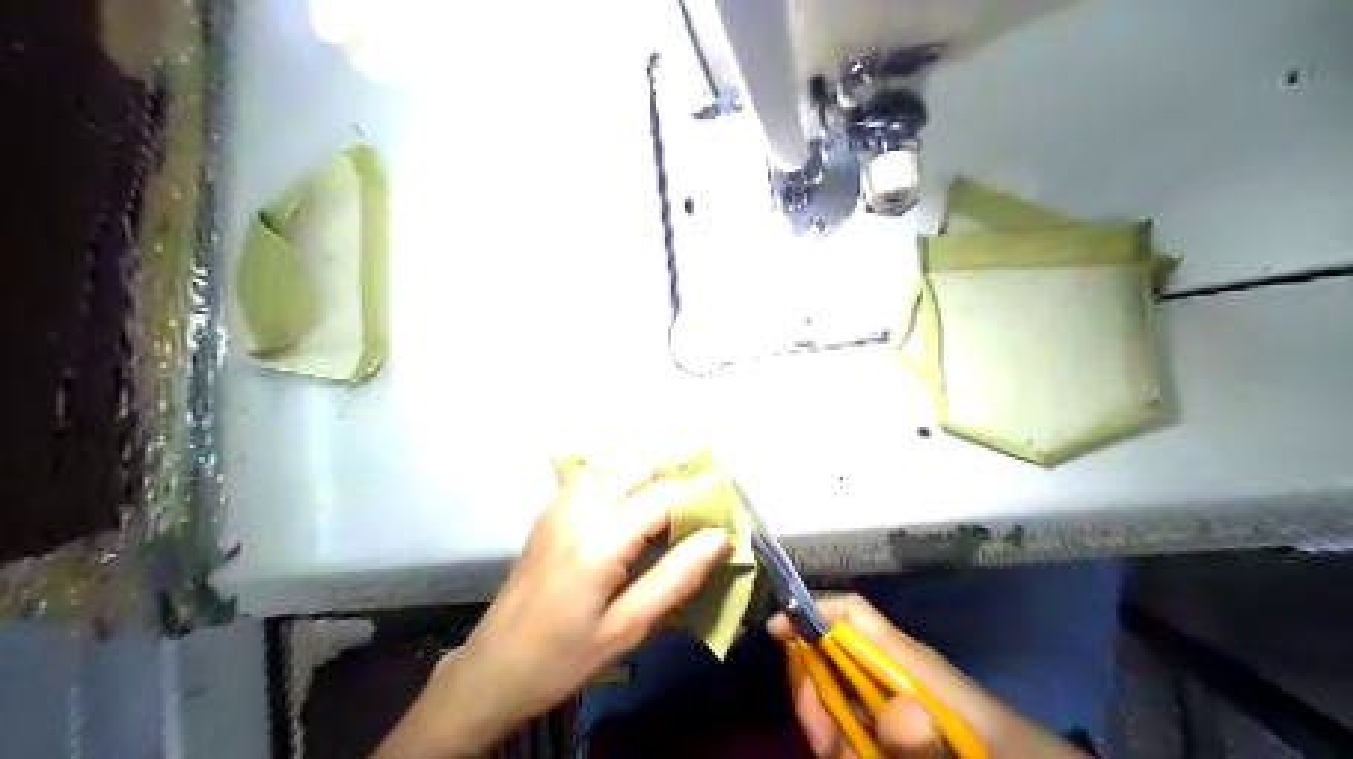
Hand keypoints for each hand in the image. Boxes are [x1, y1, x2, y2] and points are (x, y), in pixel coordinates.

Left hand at [370, 467, 728, 755]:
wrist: (493, 669)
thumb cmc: (564, 657)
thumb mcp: (628, 628)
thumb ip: (676, 577)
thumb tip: (719, 536)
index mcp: (600, 539)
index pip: (662, 495)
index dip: (699, 491)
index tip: (728, 496)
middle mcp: (578, 510)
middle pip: (636, 464)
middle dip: (674, 468)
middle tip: (705, 488)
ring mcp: (558, 507)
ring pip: (612, 465)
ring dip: (646, 470)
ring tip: (674, 494)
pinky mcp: (548, 514)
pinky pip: (591, 477)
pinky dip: (619, 477)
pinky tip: (631, 502)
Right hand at [765, 595, 1092, 755]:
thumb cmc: (1011, 756)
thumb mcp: (970, 754)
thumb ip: (931, 746)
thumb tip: (897, 714)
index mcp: (914, 664)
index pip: (854, 615)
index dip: (811, 611)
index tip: (774, 632)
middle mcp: (899, 677)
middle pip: (833, 659)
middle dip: (815, 692)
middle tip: (823, 740)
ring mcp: (898, 707)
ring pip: (840, 702)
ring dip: (833, 731)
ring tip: (845, 755)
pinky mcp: (901, 731)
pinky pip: (857, 731)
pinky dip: (848, 747)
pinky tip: (855, 756)